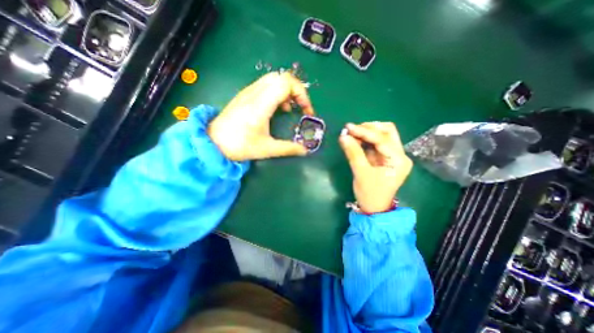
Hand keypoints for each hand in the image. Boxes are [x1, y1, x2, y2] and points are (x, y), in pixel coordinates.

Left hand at [207, 72, 312, 161]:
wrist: (213, 143)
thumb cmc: (239, 146)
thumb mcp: (267, 149)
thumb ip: (288, 149)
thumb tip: (305, 150)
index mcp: (260, 105)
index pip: (286, 83)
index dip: (302, 94)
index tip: (306, 111)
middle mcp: (254, 93)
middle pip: (281, 77)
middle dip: (296, 90)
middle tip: (300, 107)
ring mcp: (248, 92)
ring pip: (274, 78)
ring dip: (287, 90)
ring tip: (290, 108)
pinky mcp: (245, 95)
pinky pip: (266, 85)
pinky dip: (277, 92)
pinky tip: (277, 108)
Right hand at [339, 122, 413, 212]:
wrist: (374, 208)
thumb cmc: (370, 194)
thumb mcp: (361, 173)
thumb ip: (353, 153)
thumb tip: (343, 136)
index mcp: (398, 160)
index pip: (382, 139)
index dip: (364, 131)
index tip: (348, 127)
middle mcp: (399, 155)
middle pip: (387, 132)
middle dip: (368, 128)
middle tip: (351, 130)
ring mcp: (393, 155)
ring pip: (382, 135)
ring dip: (366, 132)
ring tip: (351, 135)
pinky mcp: (385, 157)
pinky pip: (376, 143)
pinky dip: (365, 139)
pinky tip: (355, 140)